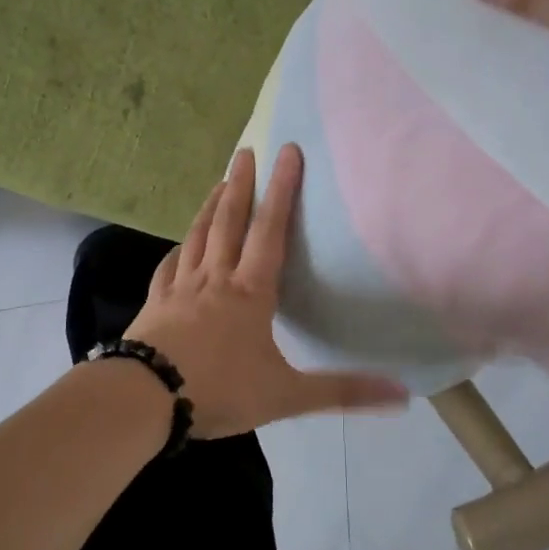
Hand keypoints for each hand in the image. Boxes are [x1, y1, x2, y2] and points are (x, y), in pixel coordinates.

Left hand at [125, 144, 406, 437]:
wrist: (145, 398)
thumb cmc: (219, 390)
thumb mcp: (285, 396)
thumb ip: (342, 392)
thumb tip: (403, 394)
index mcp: (249, 292)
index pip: (270, 230)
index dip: (282, 189)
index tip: (287, 152)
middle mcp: (215, 279)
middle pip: (229, 221)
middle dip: (241, 184)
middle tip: (245, 151)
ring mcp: (180, 288)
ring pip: (197, 236)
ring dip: (210, 207)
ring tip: (218, 183)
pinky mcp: (155, 303)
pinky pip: (169, 266)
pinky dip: (178, 250)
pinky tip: (179, 247)